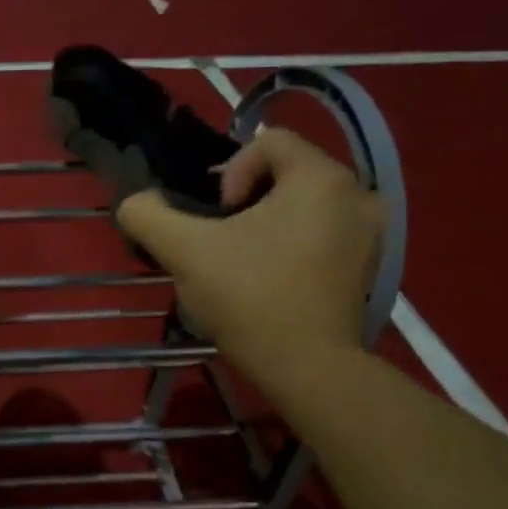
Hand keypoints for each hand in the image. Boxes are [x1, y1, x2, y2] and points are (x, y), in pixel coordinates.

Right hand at [117, 127, 382, 388]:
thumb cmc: (249, 296)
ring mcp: (372, 232)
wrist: (305, 367)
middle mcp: (357, 194)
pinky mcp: (370, 265)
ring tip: (243, 260)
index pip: (268, 141)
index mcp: (321, 178)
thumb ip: (148, 214)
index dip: (231, 172)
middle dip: (247, 200)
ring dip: (268, 222)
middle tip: (222, 240)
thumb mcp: (183, 250)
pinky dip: (293, 243)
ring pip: (304, 205)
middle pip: (287, 173)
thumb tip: (135, 202)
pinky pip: (323, 232)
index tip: (218, 219)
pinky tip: (271, 277)